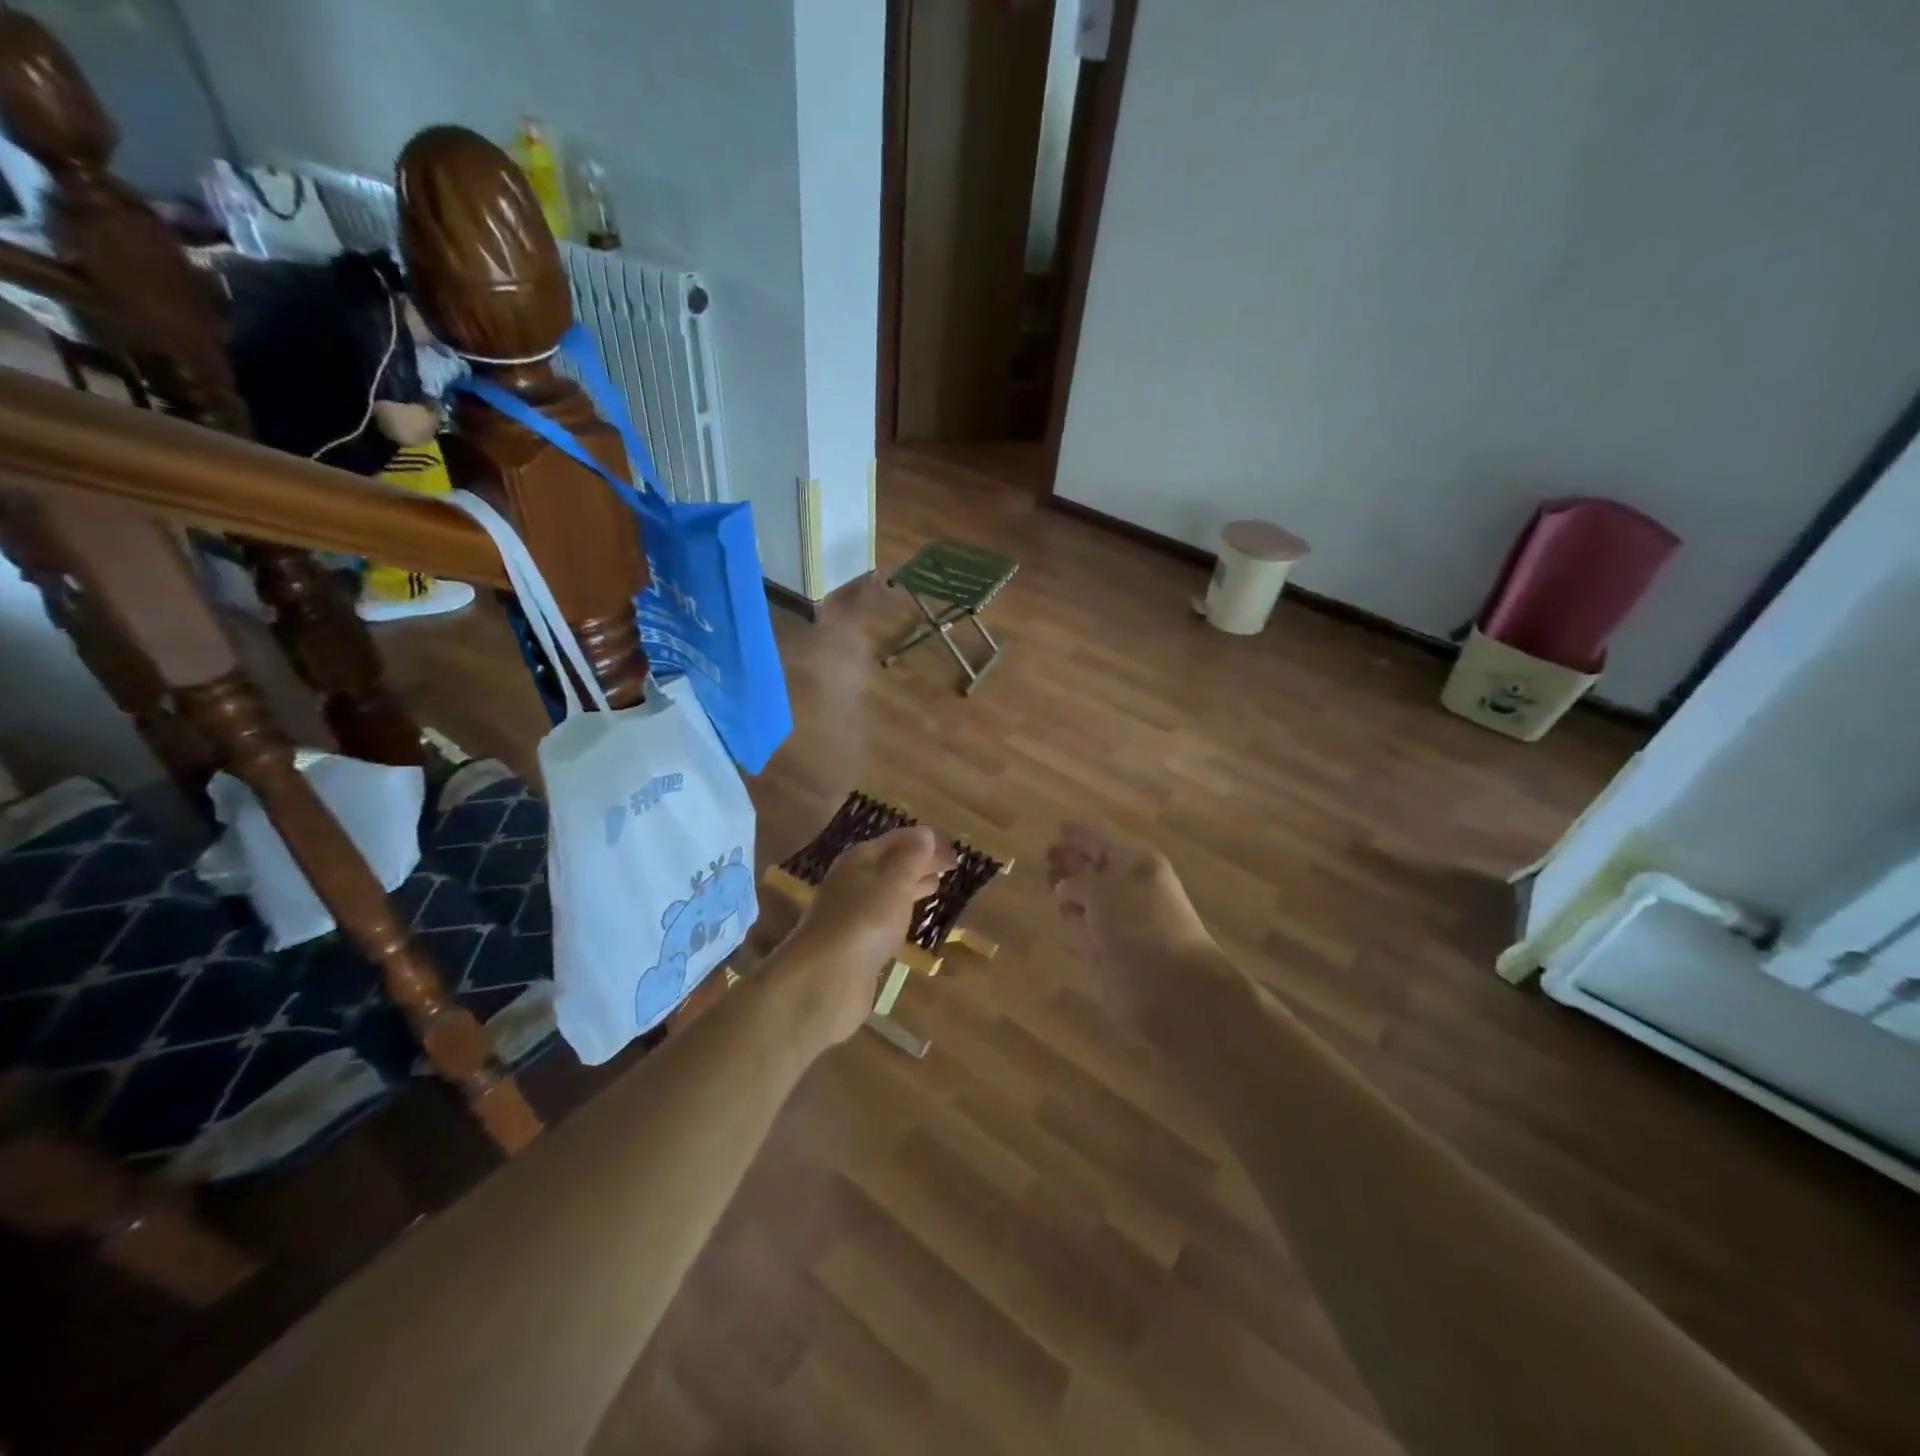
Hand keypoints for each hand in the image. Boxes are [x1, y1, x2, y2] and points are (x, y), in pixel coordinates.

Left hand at [774, 826, 954, 1047]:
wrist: (826, 978)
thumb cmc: (865, 919)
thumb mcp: (894, 881)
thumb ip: (911, 857)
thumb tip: (924, 834)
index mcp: (860, 858)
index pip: (898, 839)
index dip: (927, 841)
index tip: (954, 850)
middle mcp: (852, 880)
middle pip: (891, 863)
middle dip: (920, 862)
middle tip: (951, 866)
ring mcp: (850, 912)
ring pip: (887, 890)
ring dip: (911, 885)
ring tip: (936, 886)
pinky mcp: (853, 942)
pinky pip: (882, 916)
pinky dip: (901, 911)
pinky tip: (911, 919)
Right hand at [1046, 822, 1222, 1023]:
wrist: (1170, 987)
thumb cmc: (1138, 924)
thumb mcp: (1102, 890)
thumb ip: (1078, 882)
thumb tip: (1065, 886)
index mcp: (1137, 865)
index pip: (1102, 843)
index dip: (1080, 836)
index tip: (1059, 827)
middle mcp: (1131, 891)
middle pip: (1095, 871)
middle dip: (1072, 863)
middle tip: (1047, 857)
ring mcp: (1123, 924)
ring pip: (1090, 902)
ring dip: (1072, 894)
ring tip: (1049, 881)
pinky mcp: (1113, 954)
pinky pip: (1088, 930)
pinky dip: (1076, 925)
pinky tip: (1062, 916)